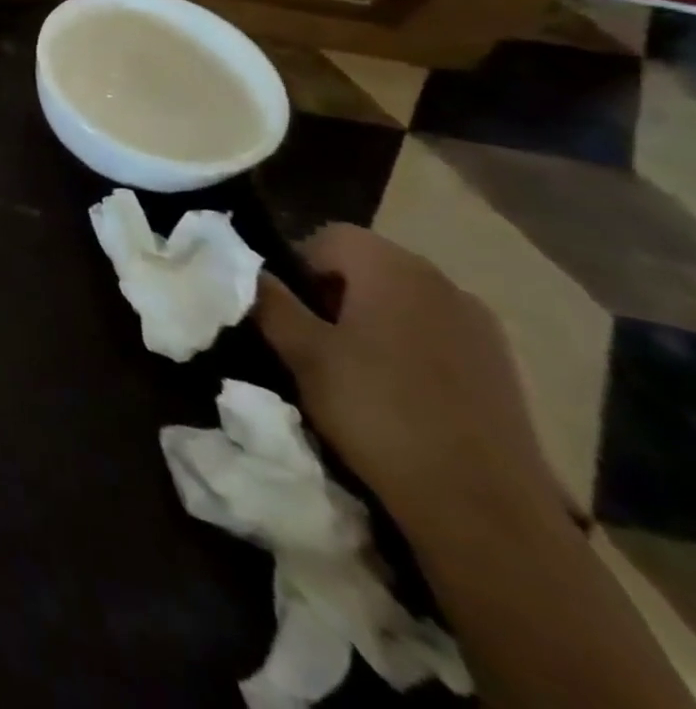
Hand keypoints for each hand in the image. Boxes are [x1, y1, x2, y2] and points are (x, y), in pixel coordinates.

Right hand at [253, 225, 561, 536]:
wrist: (484, 508)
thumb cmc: (378, 412)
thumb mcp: (302, 352)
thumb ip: (268, 300)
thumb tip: (242, 268)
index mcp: (393, 268)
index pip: (328, 237)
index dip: (296, 265)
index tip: (285, 309)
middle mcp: (442, 282)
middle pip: (367, 265)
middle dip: (331, 292)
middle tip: (310, 339)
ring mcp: (479, 326)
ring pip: (401, 301)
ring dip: (369, 320)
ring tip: (350, 368)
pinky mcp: (501, 367)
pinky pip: (434, 334)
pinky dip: (406, 348)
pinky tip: (397, 392)